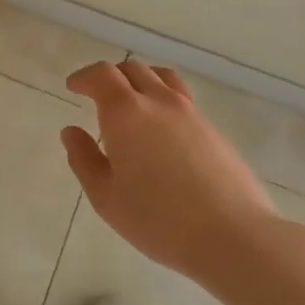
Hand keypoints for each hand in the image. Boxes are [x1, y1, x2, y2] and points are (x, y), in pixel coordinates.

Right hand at [60, 60, 285, 279]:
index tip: (74, 87)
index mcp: (126, 113)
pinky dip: (163, 98)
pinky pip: (182, 98)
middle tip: (97, 94)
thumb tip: (71, 131)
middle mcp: (159, 102)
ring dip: (140, 80)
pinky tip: (161, 128)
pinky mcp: (213, 129)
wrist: (232, 236)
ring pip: (162, 78)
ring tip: (132, 101)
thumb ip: (83, 159)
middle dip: (110, 76)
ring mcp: (191, 113)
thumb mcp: (105, 196)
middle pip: (133, 69)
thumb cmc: (158, 219)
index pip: (102, 75)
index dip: (84, 77)